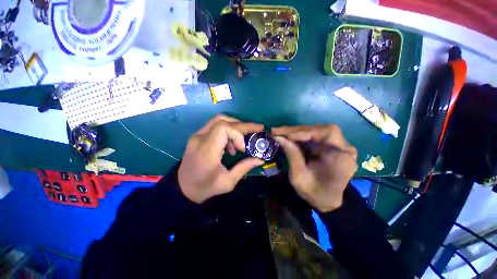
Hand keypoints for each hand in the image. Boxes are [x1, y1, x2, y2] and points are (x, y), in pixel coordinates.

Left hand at [178, 115, 263, 202]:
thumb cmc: (205, 187)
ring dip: (234, 126)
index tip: (243, 147)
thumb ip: (244, 168)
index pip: (223, 128)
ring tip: (242, 140)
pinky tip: (231, 144)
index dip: (237, 133)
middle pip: (223, 121)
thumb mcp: (227, 182)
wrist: (183, 188)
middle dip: (242, 125)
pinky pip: (215, 126)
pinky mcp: (197, 136)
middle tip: (256, 129)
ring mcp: (197, 136)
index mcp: (207, 151)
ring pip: (219, 120)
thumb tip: (260, 159)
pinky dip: (227, 130)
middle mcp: (200, 139)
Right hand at [272, 125, 357, 211]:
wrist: (327, 201)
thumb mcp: (299, 177)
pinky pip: (314, 136)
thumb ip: (291, 155)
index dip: (304, 131)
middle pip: (320, 129)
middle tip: (277, 131)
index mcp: (341, 157)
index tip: (284, 135)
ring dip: (296, 132)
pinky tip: (288, 137)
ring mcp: (337, 145)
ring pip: (315, 131)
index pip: (326, 133)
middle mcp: (343, 147)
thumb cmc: (315, 193)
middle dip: (296, 130)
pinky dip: (299, 136)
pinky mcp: (329, 146)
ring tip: (280, 133)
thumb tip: (278, 137)